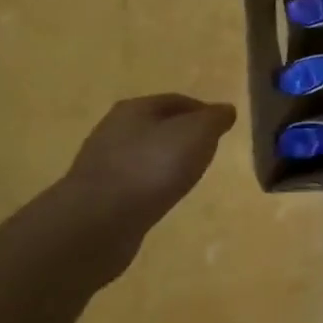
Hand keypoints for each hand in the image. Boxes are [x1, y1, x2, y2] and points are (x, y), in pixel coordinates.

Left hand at [54, 95, 235, 273]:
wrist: (97, 223)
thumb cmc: (153, 166)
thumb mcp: (198, 133)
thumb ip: (215, 118)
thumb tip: (225, 110)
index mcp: (135, 108)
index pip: (177, 100)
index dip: (203, 111)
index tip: (222, 128)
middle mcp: (113, 130)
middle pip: (158, 126)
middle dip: (184, 136)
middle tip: (208, 150)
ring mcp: (102, 164)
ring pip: (145, 154)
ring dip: (166, 162)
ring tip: (188, 176)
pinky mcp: (97, 195)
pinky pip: (134, 181)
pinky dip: (151, 184)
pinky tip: (163, 196)